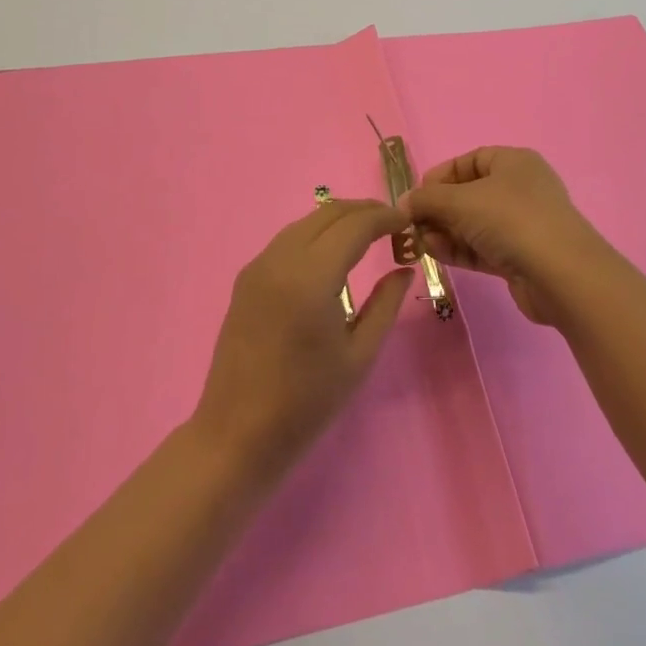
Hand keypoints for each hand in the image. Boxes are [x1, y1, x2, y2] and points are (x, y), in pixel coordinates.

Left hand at [191, 199, 413, 480]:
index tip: (408, 222)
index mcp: (311, 278)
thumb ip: (385, 304)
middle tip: (393, 224)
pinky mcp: (246, 278)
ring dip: (339, 220)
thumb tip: (404, 268)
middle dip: (364, 211)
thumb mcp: (359, 355)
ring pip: (306, 222)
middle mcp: (281, 260)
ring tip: (368, 234)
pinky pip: (287, 240)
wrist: (237, 435)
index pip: (354, 225)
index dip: (384, 217)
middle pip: (329, 214)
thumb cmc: (306, 403)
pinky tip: (331, 253)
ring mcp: (258, 266)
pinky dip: (315, 234)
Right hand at [403, 147, 626, 327]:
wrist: (560, 275)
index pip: (469, 161)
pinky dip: (458, 249)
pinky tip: (436, 253)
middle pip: (468, 193)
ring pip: (472, 223)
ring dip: (444, 231)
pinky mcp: (519, 257)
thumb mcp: (460, 201)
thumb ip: (427, 199)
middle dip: (437, 209)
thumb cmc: (510, 220)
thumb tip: (402, 203)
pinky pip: (480, 247)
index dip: (439, 175)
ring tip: (420, 242)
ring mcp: (521, 225)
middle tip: (411, 225)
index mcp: (513, 163)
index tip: (415, 195)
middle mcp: (519, 189)